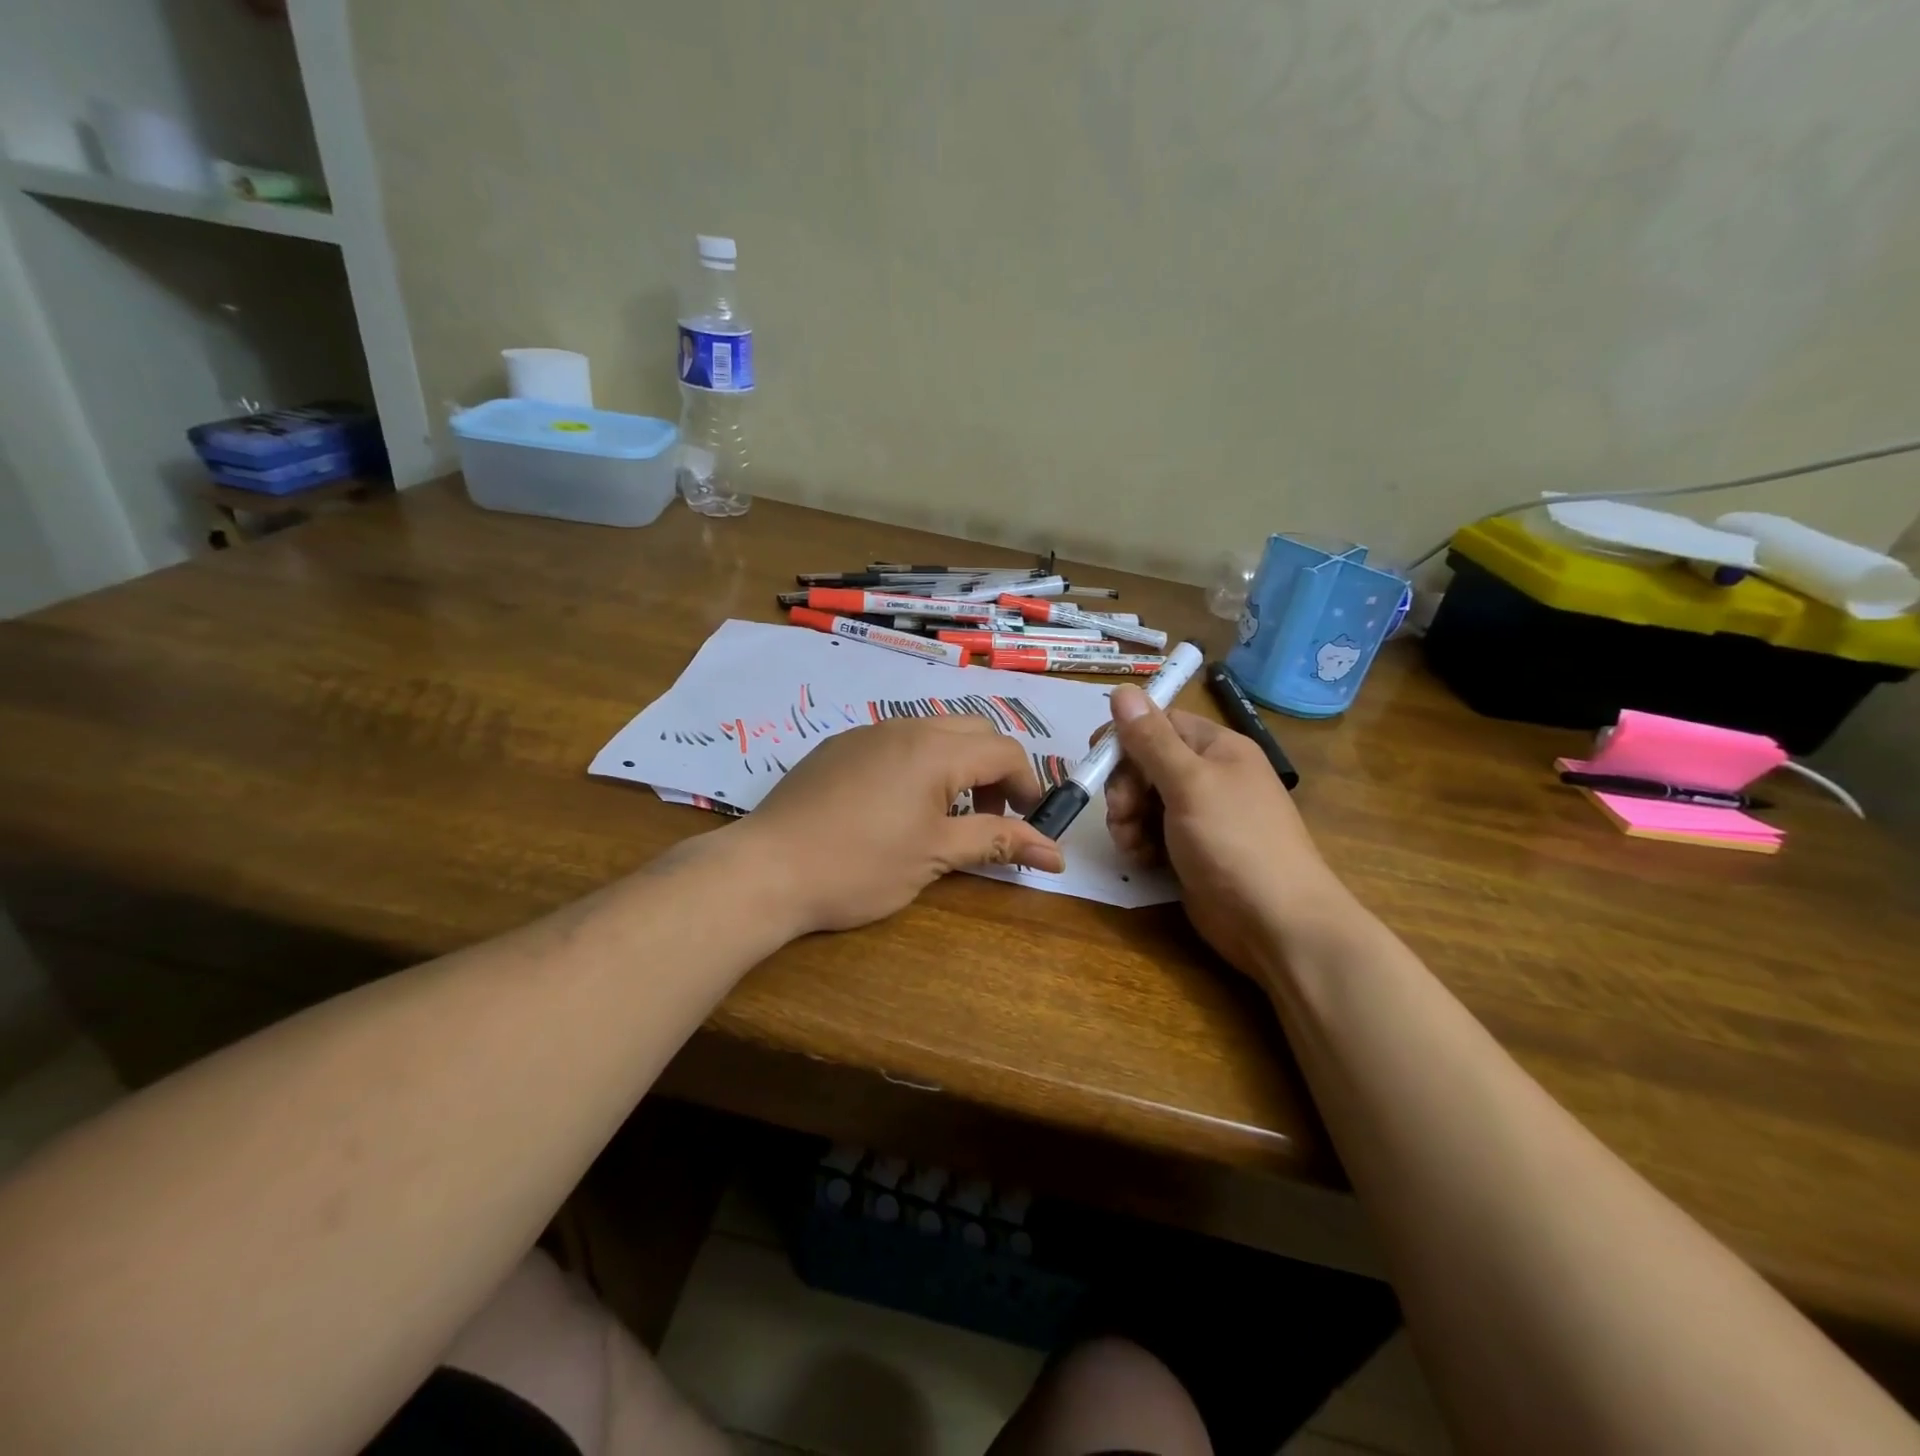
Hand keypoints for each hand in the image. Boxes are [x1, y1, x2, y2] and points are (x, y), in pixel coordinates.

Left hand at [728, 716, 1066, 934]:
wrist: (765, 869)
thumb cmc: (859, 866)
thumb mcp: (935, 857)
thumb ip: (997, 843)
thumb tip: (1056, 853)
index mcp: (935, 749)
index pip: (1005, 752)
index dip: (1029, 786)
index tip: (1031, 824)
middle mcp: (905, 727)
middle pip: (975, 731)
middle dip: (996, 769)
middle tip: (991, 817)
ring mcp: (867, 732)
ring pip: (934, 732)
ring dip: (958, 765)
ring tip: (947, 814)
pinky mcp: (839, 746)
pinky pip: (897, 741)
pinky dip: (920, 764)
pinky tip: (898, 807)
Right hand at [1104, 687, 1354, 977]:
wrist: (1276, 922)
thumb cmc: (1235, 841)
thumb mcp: (1189, 783)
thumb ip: (1151, 739)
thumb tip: (1122, 690)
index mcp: (1217, 748)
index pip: (1160, 724)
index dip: (1126, 738)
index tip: (1097, 758)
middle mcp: (1209, 776)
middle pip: (1146, 763)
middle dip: (1124, 786)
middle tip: (1121, 813)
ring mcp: (1200, 816)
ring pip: (1144, 801)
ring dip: (1127, 818)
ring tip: (1131, 843)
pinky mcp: (1190, 850)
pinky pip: (1151, 833)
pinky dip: (1139, 843)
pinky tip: (1141, 859)